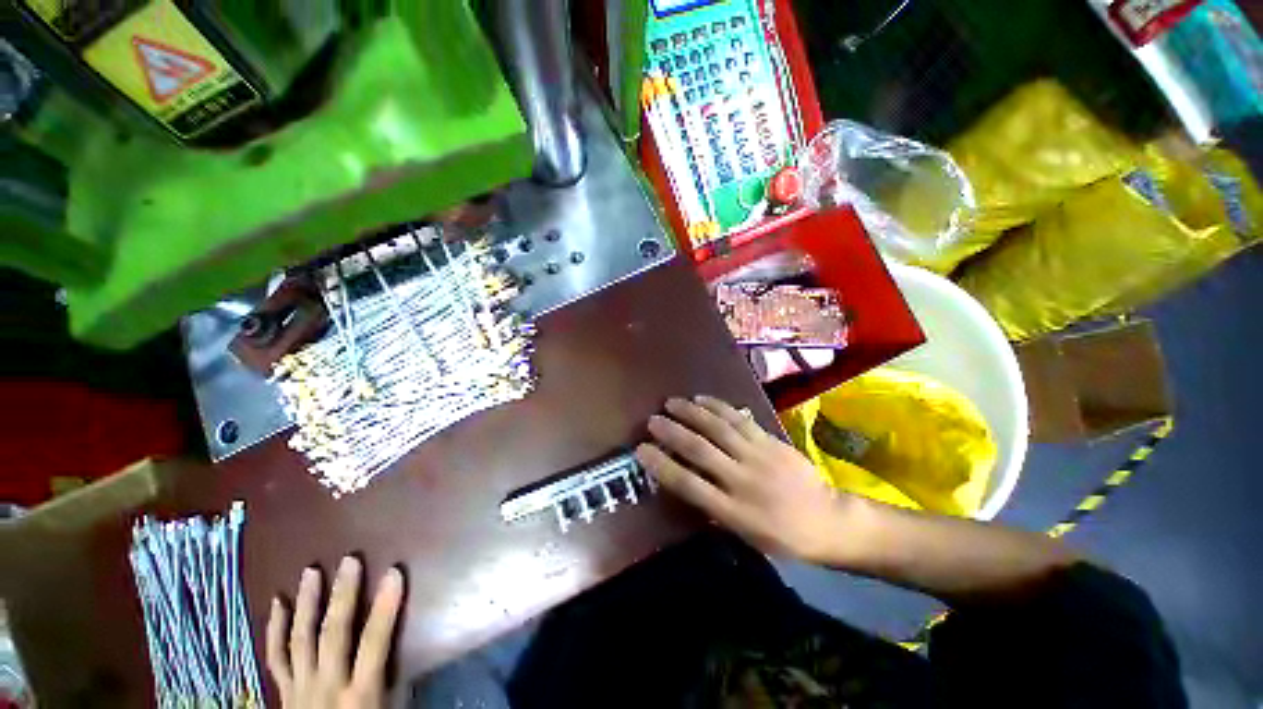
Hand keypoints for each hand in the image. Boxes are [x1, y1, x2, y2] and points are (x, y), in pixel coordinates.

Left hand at [267, 557, 404, 708]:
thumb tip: (415, 652)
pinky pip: (275, 657)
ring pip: (301, 639)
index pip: (375, 642)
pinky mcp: (282, 691)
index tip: (395, 572)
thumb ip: (397, 684)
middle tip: (349, 560)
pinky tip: (278, 603)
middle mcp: (326, 686)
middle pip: (334, 634)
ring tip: (311, 571)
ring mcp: (299, 688)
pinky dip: (275, 629)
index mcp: (359, 694)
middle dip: (343, 595)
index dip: (386, 606)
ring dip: (307, 603)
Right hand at [635, 395, 858, 563]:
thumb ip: (715, 509)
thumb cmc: (783, 537)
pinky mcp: (771, 441)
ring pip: (718, 428)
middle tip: (652, 420)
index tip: (642, 450)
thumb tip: (687, 481)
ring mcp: (758, 457)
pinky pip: (740, 419)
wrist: (829, 521)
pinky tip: (702, 398)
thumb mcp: (745, 536)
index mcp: (733, 511)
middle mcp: (742, 480)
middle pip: (700, 450)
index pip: (689, 485)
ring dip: (691, 413)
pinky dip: (718, 406)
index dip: (662, 465)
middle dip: (672, 433)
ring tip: (672, 402)